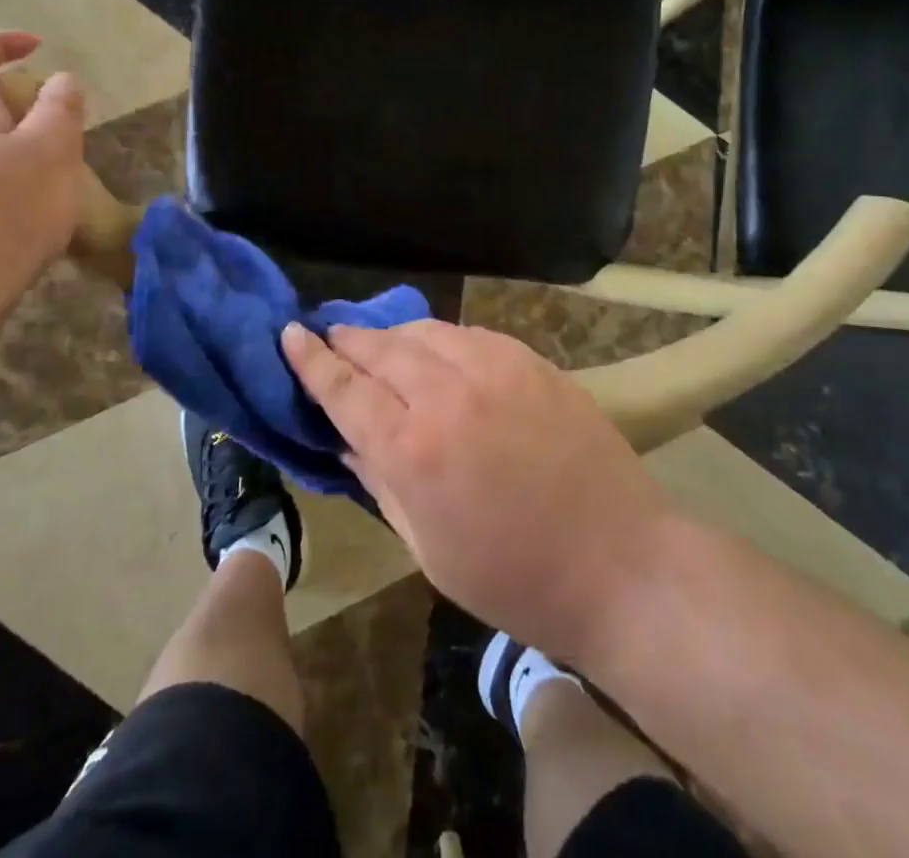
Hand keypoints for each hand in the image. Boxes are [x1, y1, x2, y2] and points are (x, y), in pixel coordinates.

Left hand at [0, 31, 85, 319]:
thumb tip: (60, 80)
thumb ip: (61, 108)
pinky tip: (38, 208)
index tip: (37, 47)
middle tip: (61, 118)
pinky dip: (11, 177)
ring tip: (60, 167)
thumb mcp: (52, 149)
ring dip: (19, 142)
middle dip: (18, 99)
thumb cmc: (5, 207)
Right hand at [283, 320, 673, 660]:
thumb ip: (381, 483)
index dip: (310, 360)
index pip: (344, 388)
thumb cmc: (514, 578)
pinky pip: (469, 335)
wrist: (619, 561)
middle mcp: (448, 393)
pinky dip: (442, 339)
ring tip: (378, 343)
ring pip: (425, 331)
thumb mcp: (427, 549)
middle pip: (380, 348)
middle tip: (328, 334)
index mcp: (412, 448)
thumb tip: (347, 442)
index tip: (289, 334)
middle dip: (347, 339)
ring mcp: (495, 368)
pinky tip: (437, 351)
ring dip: (392, 334)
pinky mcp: (531, 360)